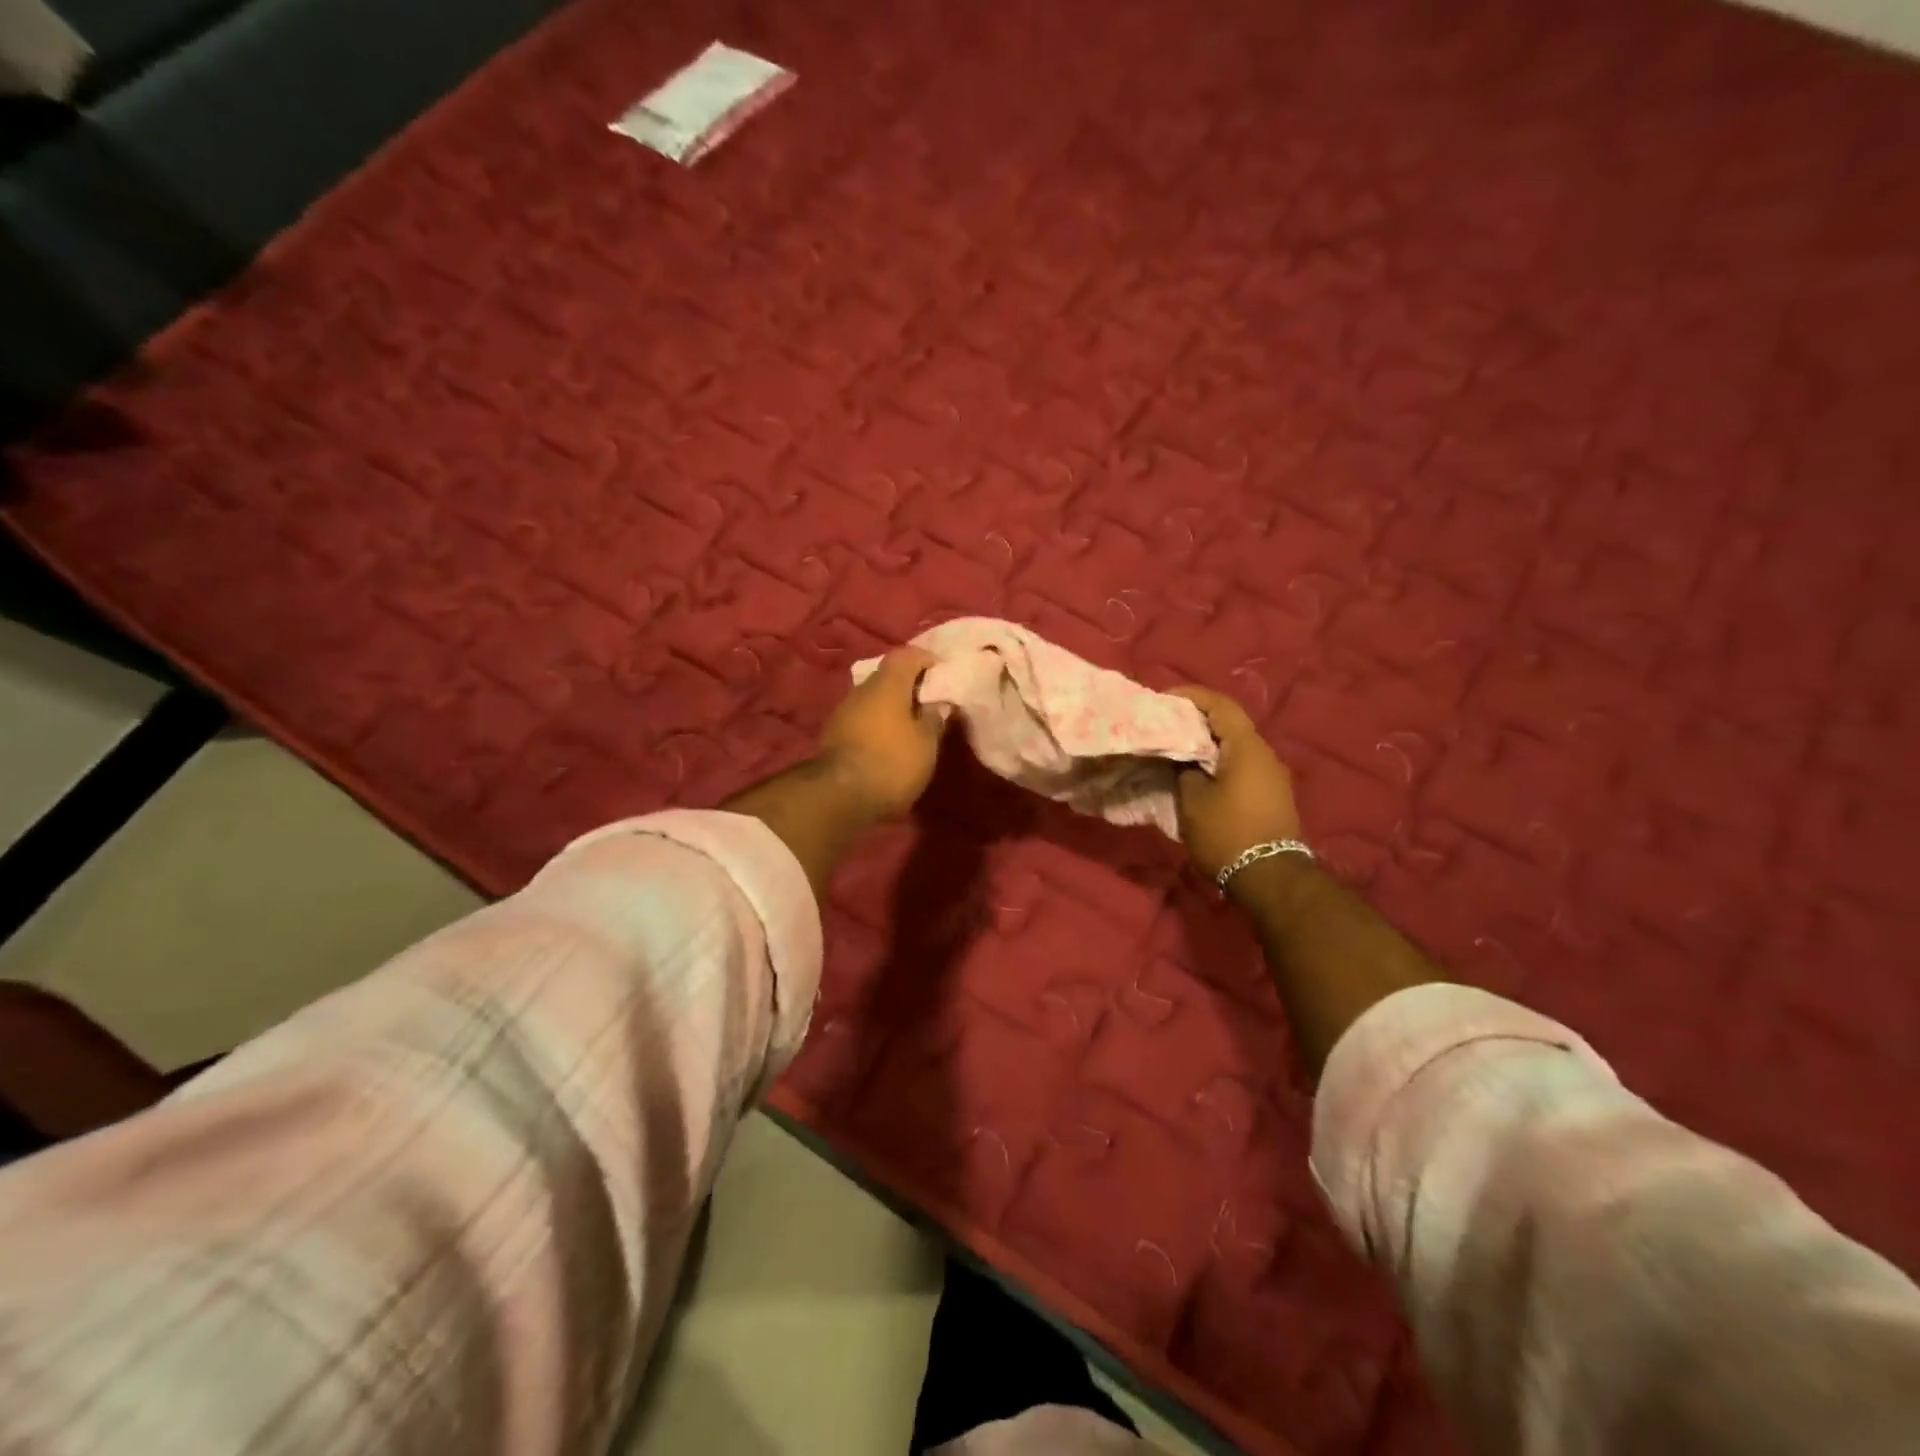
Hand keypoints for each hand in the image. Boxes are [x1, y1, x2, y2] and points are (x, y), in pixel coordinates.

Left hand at [818, 647, 947, 820]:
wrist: (838, 796)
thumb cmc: (892, 762)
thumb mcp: (926, 744)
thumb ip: (935, 718)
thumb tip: (938, 703)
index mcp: (887, 684)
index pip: (906, 655)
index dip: (926, 659)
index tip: (942, 672)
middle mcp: (861, 690)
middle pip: (887, 676)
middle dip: (909, 685)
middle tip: (930, 701)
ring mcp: (843, 712)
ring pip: (873, 699)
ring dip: (892, 707)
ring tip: (911, 725)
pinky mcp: (833, 735)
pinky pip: (862, 719)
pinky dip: (878, 724)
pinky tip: (888, 742)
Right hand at [1170, 686, 1301, 880]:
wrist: (1270, 877)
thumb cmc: (1227, 833)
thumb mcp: (1193, 800)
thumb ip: (1184, 770)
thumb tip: (1183, 759)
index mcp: (1247, 747)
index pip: (1220, 705)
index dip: (1191, 696)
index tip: (1164, 699)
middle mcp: (1265, 754)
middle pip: (1229, 724)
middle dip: (1197, 720)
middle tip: (1166, 724)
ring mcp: (1272, 775)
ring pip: (1236, 746)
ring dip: (1208, 743)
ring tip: (1177, 749)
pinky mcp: (1272, 795)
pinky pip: (1242, 765)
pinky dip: (1219, 761)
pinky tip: (1198, 773)